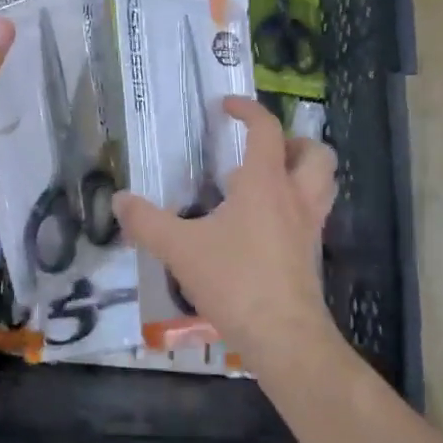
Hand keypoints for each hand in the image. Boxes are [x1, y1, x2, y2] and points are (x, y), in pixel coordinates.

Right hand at [112, 96, 337, 354]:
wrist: (284, 336)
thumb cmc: (235, 281)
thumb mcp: (180, 249)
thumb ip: (147, 222)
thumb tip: (119, 200)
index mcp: (265, 183)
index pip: (266, 130)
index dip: (249, 110)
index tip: (227, 106)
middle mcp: (295, 197)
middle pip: (315, 153)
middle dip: (293, 142)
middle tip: (261, 151)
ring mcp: (309, 227)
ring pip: (323, 184)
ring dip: (301, 172)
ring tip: (264, 183)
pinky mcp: (311, 255)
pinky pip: (312, 215)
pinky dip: (294, 207)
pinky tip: (261, 227)